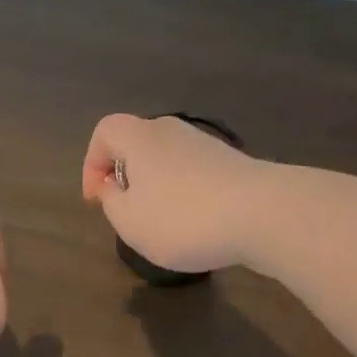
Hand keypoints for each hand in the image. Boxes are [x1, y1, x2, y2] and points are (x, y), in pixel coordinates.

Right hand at [81, 113, 268, 273]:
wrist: (263, 214)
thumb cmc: (181, 218)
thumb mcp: (129, 221)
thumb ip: (111, 202)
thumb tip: (113, 187)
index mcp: (139, 137)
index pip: (104, 131)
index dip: (93, 163)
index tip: (98, 198)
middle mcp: (172, 131)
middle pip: (137, 143)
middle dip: (126, 176)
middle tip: (127, 210)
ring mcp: (206, 145)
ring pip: (167, 160)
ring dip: (157, 187)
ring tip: (162, 224)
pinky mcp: (232, 163)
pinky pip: (194, 173)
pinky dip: (185, 194)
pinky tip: (196, 224)